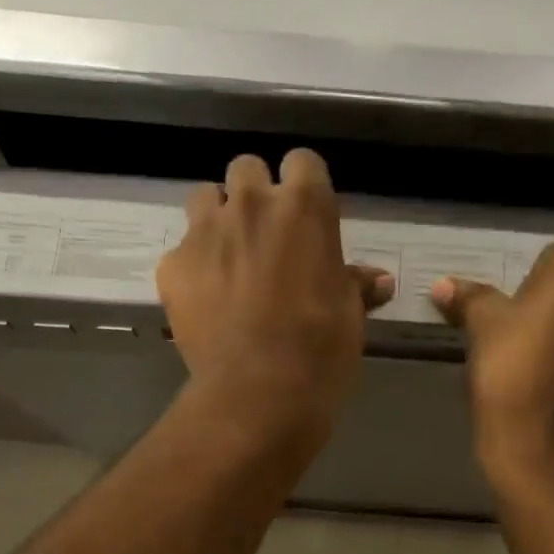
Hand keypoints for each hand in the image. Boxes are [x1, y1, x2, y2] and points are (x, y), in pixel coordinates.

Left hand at [157, 149, 393, 447]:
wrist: (258, 392)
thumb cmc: (320, 348)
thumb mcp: (349, 314)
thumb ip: (356, 284)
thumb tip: (380, 280)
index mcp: (304, 207)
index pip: (302, 161)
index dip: (303, 185)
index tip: (306, 215)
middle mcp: (251, 205)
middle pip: (247, 168)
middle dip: (255, 193)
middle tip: (264, 233)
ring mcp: (205, 231)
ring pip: (205, 197)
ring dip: (217, 217)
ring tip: (228, 255)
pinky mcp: (173, 265)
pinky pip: (181, 249)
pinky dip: (193, 266)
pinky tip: (205, 298)